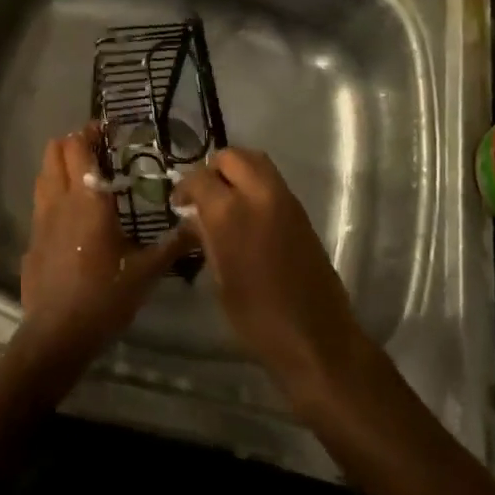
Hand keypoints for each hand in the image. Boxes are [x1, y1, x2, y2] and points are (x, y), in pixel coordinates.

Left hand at [17, 125, 195, 378]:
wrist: (57, 335)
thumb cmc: (105, 296)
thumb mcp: (146, 272)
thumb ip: (173, 245)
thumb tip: (198, 226)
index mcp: (88, 199)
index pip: (79, 147)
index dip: (90, 132)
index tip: (107, 130)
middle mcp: (60, 199)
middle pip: (55, 151)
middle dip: (72, 142)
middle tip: (96, 150)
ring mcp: (40, 219)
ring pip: (44, 174)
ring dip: (59, 165)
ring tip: (82, 175)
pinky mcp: (31, 239)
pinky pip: (40, 203)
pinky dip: (53, 195)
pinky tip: (69, 215)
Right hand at [173, 148, 367, 400]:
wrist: (316, 338)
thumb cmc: (258, 318)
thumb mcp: (220, 278)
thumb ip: (206, 238)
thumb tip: (194, 218)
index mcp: (230, 213)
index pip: (199, 177)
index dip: (184, 187)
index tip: (179, 204)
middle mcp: (258, 194)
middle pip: (231, 157)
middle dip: (213, 170)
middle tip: (203, 196)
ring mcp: (284, 199)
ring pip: (255, 161)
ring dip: (236, 171)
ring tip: (224, 199)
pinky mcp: (300, 210)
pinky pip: (271, 180)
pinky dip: (255, 183)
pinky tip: (247, 212)